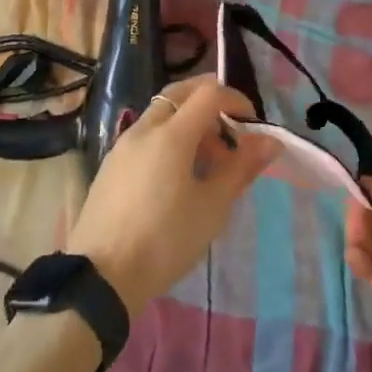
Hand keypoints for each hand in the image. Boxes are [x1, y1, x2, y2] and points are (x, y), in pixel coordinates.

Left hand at [65, 75, 276, 315]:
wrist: (100, 278)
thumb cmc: (164, 240)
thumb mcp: (212, 208)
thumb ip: (241, 168)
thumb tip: (270, 141)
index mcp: (171, 134)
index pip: (208, 93)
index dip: (235, 99)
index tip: (252, 124)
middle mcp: (144, 129)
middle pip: (180, 93)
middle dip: (209, 101)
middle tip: (231, 129)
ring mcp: (123, 145)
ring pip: (161, 113)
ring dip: (189, 121)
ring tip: (208, 160)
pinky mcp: (111, 165)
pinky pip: (146, 134)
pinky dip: (168, 137)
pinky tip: (178, 175)